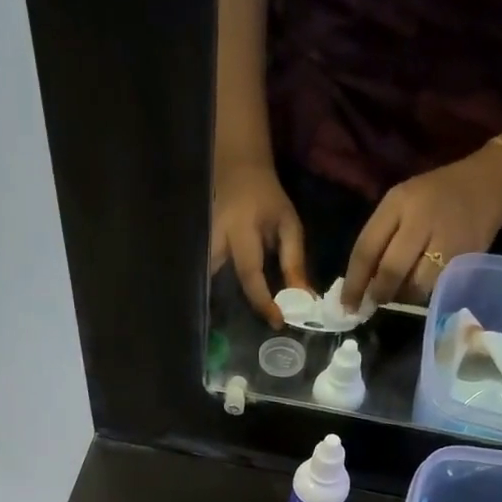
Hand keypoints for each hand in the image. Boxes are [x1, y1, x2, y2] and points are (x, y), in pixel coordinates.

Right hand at [210, 158, 308, 324]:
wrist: (239, 172)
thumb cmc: (267, 199)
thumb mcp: (288, 225)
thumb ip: (294, 262)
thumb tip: (303, 299)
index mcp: (240, 232)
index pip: (250, 274)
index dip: (264, 301)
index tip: (278, 321)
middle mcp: (214, 241)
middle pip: (215, 283)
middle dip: (228, 308)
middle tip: (244, 329)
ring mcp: (201, 245)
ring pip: (203, 282)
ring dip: (216, 303)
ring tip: (229, 325)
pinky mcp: (197, 250)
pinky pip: (203, 278)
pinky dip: (212, 294)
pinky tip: (222, 309)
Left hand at [341, 146, 501, 310]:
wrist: (490, 183)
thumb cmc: (434, 197)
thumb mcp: (400, 204)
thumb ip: (378, 240)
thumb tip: (360, 286)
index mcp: (399, 202)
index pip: (367, 249)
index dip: (354, 283)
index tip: (346, 306)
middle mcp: (423, 219)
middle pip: (391, 271)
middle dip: (378, 293)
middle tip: (373, 303)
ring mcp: (448, 239)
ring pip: (416, 285)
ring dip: (403, 296)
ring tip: (401, 290)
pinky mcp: (468, 256)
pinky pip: (438, 286)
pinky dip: (424, 292)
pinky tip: (422, 284)